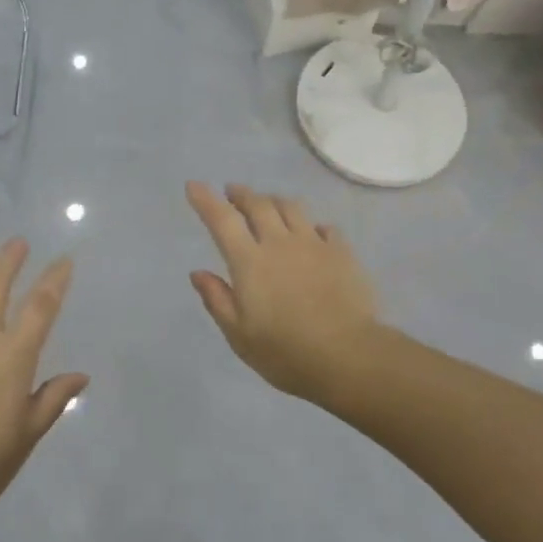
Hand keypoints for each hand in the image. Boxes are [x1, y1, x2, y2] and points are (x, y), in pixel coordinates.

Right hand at [185, 182, 379, 399]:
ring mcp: (314, 244)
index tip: (194, 185)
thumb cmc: (285, 352)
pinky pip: (324, 226)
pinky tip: (312, 232)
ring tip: (268, 204)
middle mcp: (280, 242)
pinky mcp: (342, 252)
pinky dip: (311, 224)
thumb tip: (198, 272)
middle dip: (242, 194)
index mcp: (250, 261)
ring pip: (291, 207)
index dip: (206, 200)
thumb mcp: (239, 335)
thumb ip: (217, 300)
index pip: (222, 220)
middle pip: (259, 205)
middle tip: (232, 192)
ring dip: (274, 200)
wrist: (347, 356)